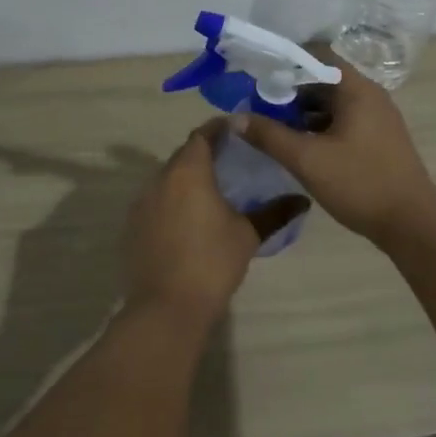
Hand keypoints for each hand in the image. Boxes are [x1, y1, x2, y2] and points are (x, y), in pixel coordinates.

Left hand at [124, 122, 308, 319]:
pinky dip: (173, 200)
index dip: (220, 129)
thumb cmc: (212, 262)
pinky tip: (190, 218)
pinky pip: (156, 201)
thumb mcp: (248, 235)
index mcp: (189, 172)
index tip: (239, 130)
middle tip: (232, 160)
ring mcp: (141, 203)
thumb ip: (274, 212)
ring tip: (214, 189)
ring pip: (168, 178)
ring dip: (188, 177)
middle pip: (184, 154)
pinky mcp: (133, 226)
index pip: (202, 135)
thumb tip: (302, 200)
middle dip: (206, 152)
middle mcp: (160, 179)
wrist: (167, 307)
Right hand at [237, 55, 435, 242]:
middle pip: (322, 79)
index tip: (256, 75)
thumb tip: (235, 117)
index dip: (284, 60)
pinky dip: (318, 126)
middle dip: (288, 89)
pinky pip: (342, 121)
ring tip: (270, 126)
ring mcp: (377, 118)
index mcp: (356, 89)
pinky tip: (298, 145)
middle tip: (256, 104)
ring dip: (302, 111)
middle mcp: (370, 95)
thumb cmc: (360, 183)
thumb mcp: (307, 160)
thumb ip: (269, 136)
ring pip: (332, 103)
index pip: (317, 54)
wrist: (412, 223)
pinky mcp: (378, 139)